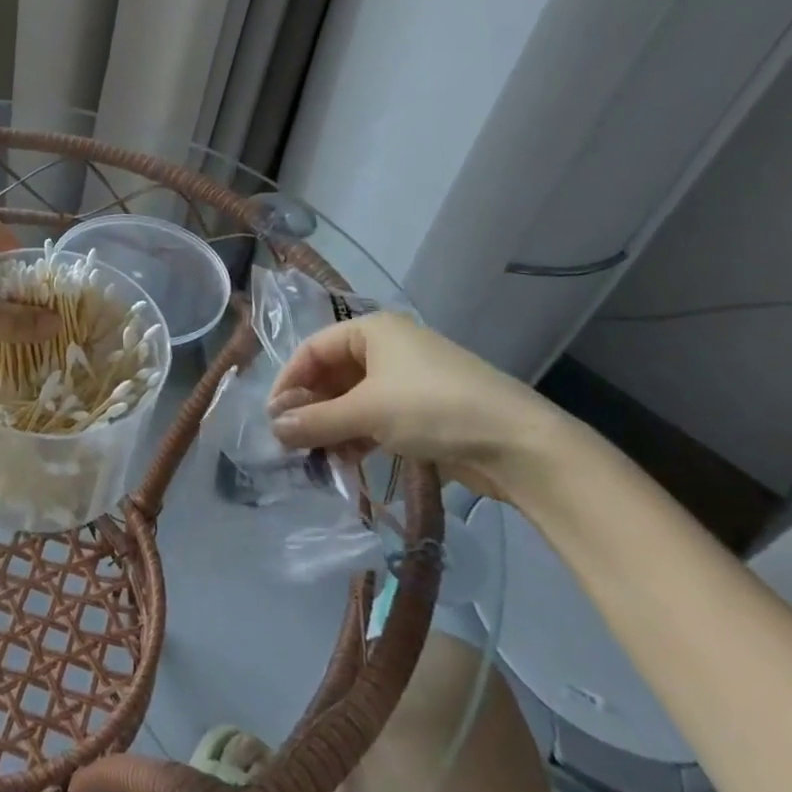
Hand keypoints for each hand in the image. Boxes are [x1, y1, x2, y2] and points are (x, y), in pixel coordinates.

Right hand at [265, 313, 567, 500]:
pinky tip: (344, 460)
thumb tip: (273, 429)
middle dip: (310, 406)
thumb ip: (315, 420)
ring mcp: (407, 380)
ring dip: (331, 425)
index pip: (313, 349)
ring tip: (314, 456)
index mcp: (372, 330)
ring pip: (353, 399)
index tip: (273, 416)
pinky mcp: (422, 411)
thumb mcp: (366, 412)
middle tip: (290, 439)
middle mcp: (387, 348)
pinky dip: (356, 436)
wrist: (519, 444)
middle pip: (332, 374)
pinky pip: (375, 417)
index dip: (289, 380)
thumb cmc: (433, 408)